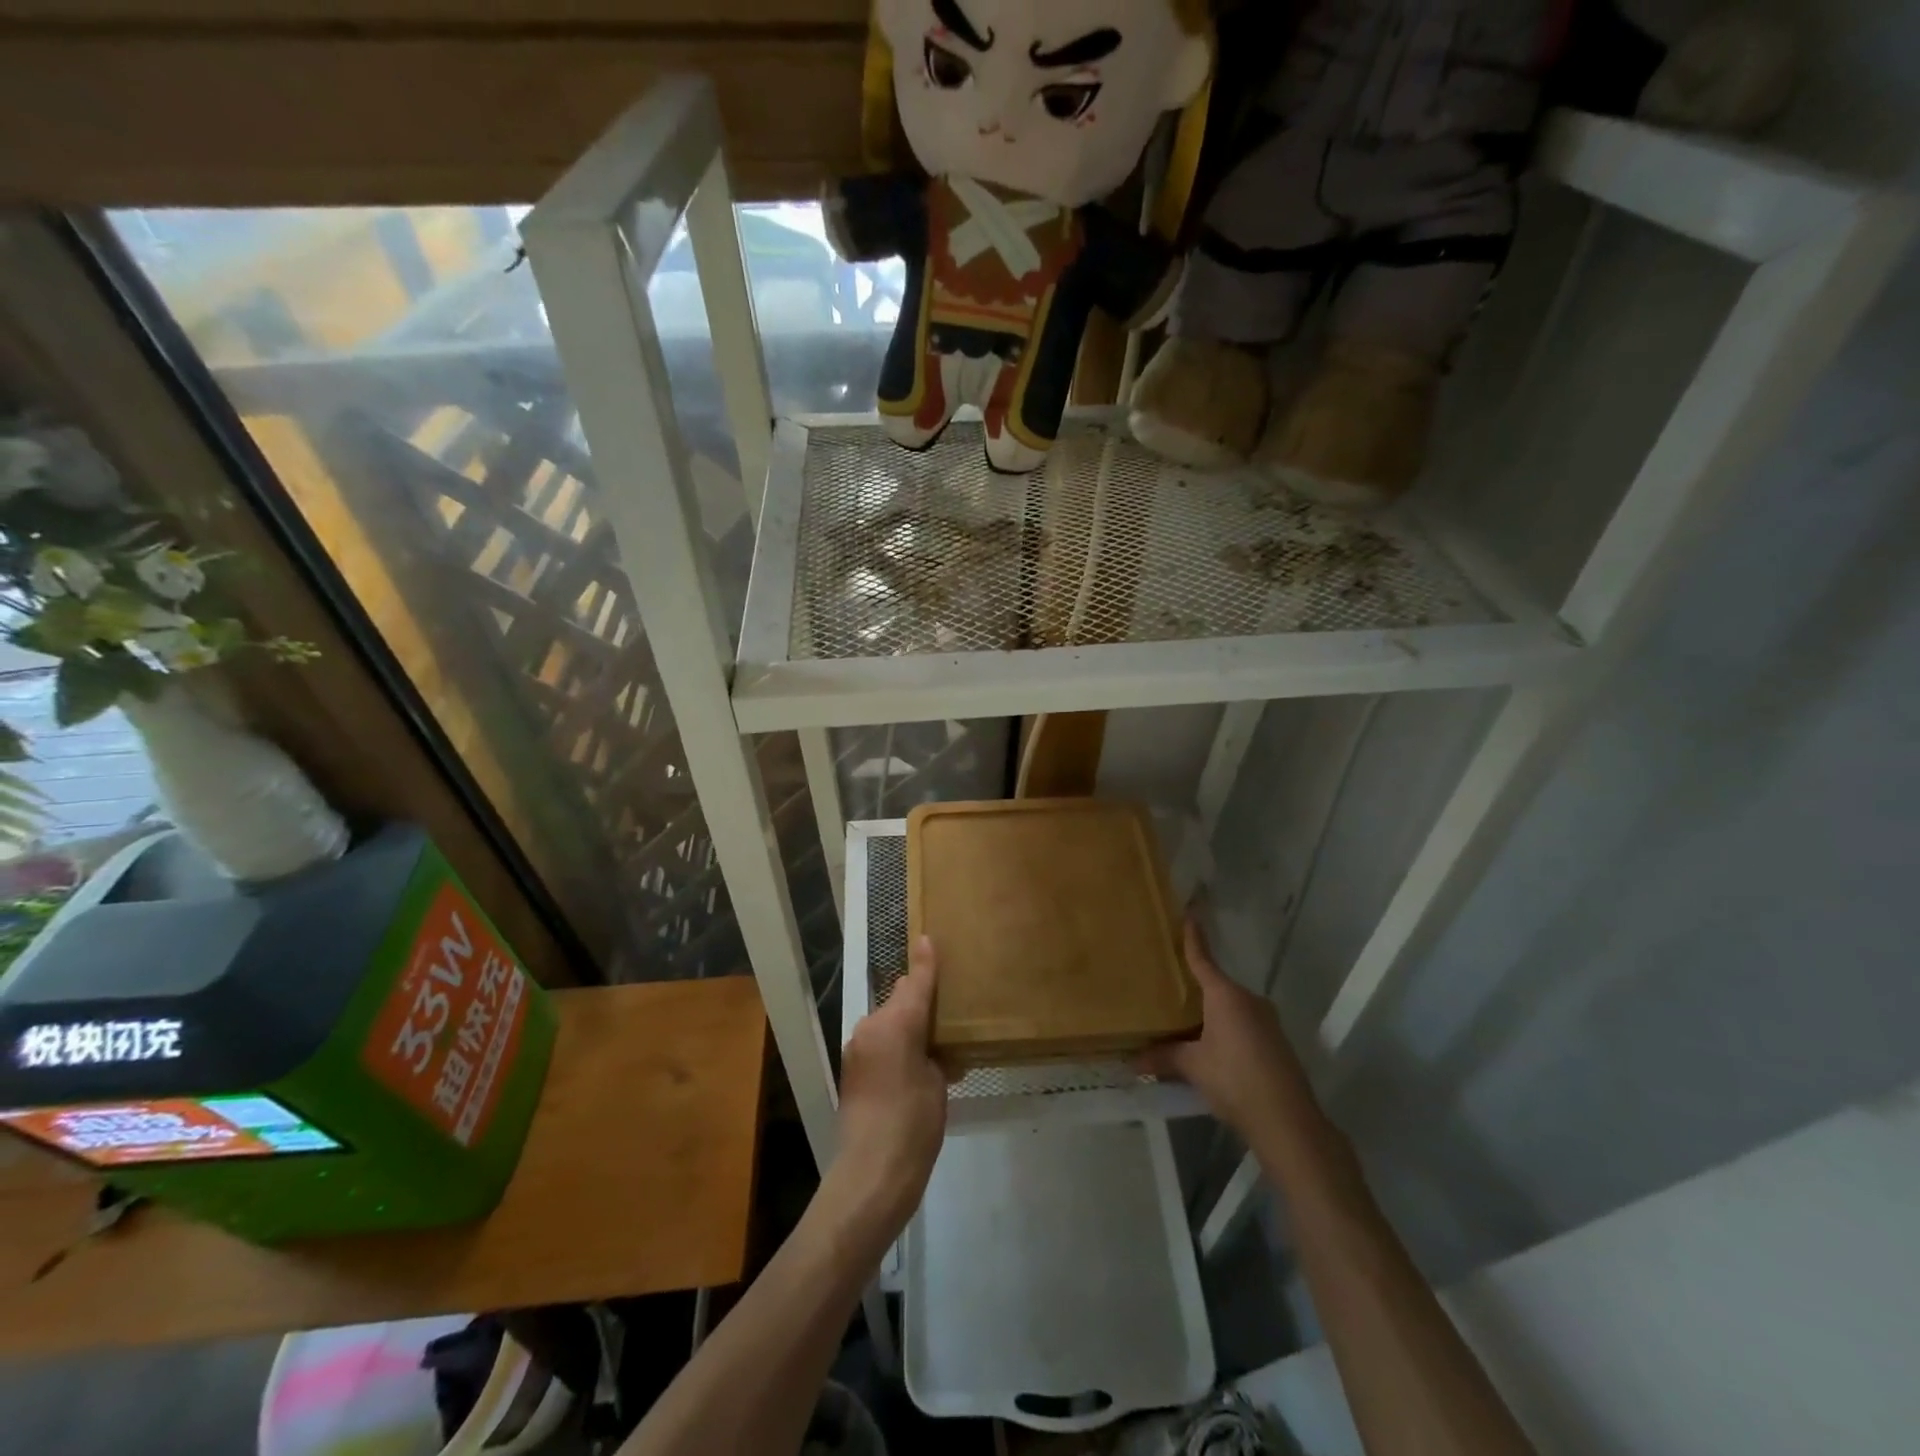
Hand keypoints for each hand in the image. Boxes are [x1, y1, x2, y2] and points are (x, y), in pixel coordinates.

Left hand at [829, 934, 948, 1234]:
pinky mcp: (851, 1069)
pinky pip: (878, 1043)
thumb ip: (934, 1052)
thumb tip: (932, 1046)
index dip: (926, 962)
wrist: (871, 1174)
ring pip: (888, 1021)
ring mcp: (857, 1048)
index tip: (928, 938)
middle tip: (946, 1008)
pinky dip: (895, 1045)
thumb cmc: (914, 1125)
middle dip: (919, 998)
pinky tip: (914, 1067)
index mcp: (896, 1023)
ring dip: (906, 1025)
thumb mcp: (937, 1084)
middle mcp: (871, 1026)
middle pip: (900, 999)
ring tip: (933, 1043)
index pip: (916, 982)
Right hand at [1137, 917, 1314, 1141]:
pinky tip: (1210, 1046)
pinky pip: (1242, 1024)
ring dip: (1210, 1012)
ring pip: (1230, 1006)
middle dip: (1194, 986)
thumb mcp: (1193, 1067)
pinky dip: (1224, 1028)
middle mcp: (1248, 1000)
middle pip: (1216, 984)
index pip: (1203, 958)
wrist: (1288, 1122)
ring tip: (1185, 1020)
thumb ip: (1164, 1057)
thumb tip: (1133, 1060)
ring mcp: (1266, 1021)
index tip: (1189, 912)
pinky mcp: (1275, 1042)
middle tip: (1169, 984)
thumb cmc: (1235, 1080)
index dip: (1193, 937)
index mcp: (1225, 995)